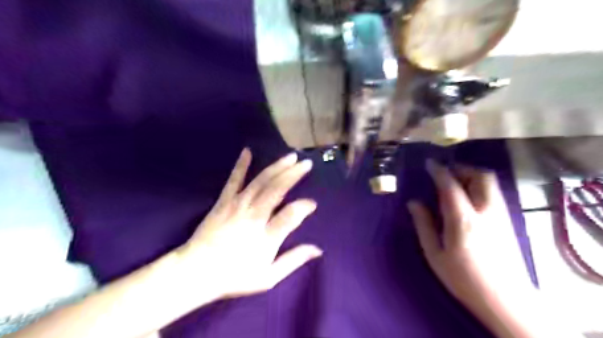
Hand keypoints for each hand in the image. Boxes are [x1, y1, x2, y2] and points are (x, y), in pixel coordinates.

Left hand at [177, 149, 321, 300]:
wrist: (195, 271)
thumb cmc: (234, 276)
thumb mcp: (268, 277)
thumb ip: (293, 260)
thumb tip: (318, 250)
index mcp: (266, 237)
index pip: (290, 216)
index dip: (304, 207)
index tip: (313, 204)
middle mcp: (253, 217)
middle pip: (276, 190)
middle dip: (293, 174)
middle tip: (307, 163)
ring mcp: (237, 205)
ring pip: (261, 181)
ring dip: (277, 167)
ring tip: (291, 156)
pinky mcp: (224, 201)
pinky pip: (234, 180)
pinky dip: (241, 165)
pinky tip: (247, 151)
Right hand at [410, 162, 530, 314]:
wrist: (505, 301)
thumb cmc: (463, 278)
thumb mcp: (434, 254)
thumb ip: (423, 225)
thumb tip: (413, 203)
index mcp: (463, 220)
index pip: (450, 186)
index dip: (439, 171)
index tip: (430, 163)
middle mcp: (486, 211)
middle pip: (481, 176)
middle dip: (462, 168)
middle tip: (446, 172)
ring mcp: (501, 215)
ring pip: (490, 183)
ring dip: (472, 176)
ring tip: (455, 183)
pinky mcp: (508, 221)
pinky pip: (493, 193)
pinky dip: (480, 187)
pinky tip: (468, 198)